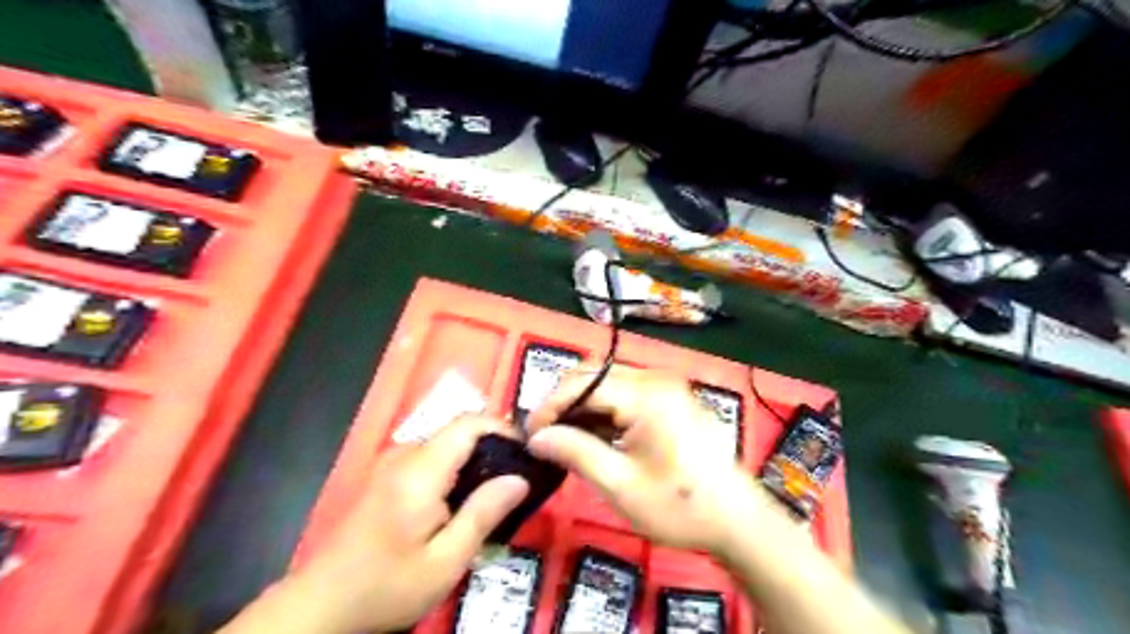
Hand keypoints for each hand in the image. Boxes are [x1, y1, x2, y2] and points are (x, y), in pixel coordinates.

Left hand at [287, 417, 524, 633]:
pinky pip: (431, 458)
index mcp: (421, 471)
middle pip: (458, 431)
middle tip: (517, 478)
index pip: (468, 423)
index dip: (502, 428)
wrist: (320, 606)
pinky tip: (462, 501)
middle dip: (492, 446)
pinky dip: (455, 469)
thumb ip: (483, 514)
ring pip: (445, 444)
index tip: (527, 452)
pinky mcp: (386, 477)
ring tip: (496, 492)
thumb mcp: (445, 562)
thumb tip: (520, 479)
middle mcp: (405, 456)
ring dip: (474, 459)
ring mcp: (392, 465)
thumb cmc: (386, 586)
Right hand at [527, 363, 757, 557]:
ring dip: (582, 407)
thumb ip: (576, 453)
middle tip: (545, 439)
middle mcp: (655, 379)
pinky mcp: (670, 399)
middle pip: (594, 376)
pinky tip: (594, 438)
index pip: (582, 384)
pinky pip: (625, 394)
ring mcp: (665, 387)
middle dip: (564, 403)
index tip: (530, 437)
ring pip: (607, 383)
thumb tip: (536, 438)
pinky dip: (604, 411)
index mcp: (645, 395)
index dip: (550, 407)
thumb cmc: (680, 506)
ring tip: (564, 441)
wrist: (737, 519)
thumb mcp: (621, 485)